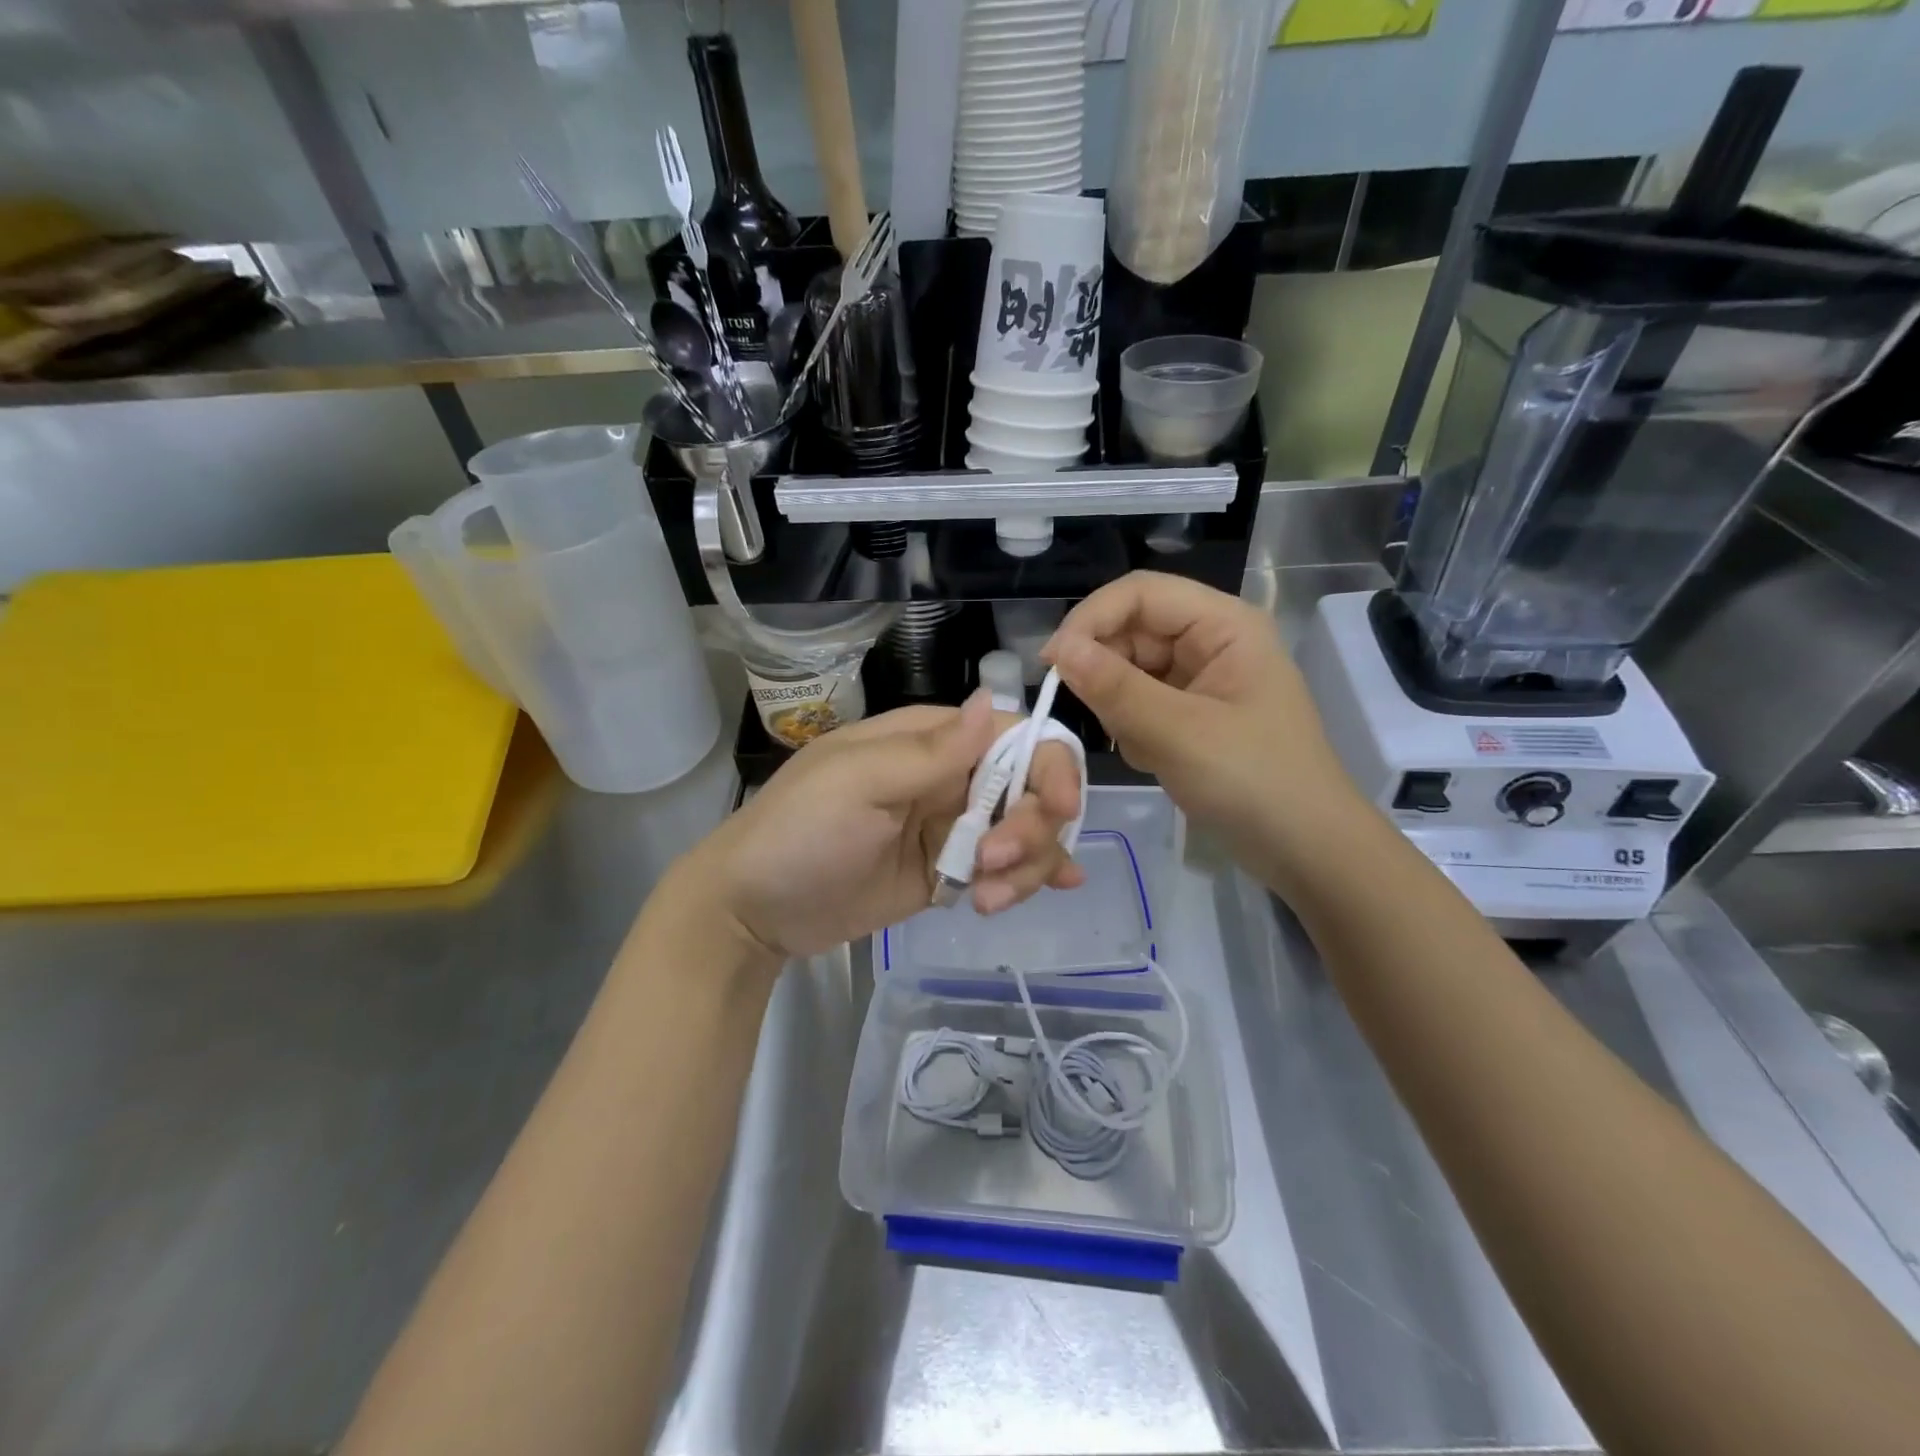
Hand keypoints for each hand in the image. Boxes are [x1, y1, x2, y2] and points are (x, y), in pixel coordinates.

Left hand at [682, 692, 1084, 961]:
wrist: (754, 910)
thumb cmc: (799, 832)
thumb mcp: (858, 784)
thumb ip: (930, 751)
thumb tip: (992, 700)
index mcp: (930, 741)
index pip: (1013, 737)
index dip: (1049, 766)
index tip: (1057, 808)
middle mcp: (949, 778)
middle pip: (1029, 789)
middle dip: (1031, 828)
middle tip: (993, 864)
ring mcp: (950, 828)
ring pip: (1024, 833)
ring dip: (1028, 864)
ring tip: (987, 900)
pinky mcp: (948, 872)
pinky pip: (1004, 869)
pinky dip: (1032, 877)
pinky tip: (1059, 888)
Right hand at [1043, 571, 1361, 873]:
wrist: (1305, 851)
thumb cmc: (1254, 783)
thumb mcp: (1179, 733)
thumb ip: (1115, 688)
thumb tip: (1057, 649)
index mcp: (1223, 625)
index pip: (1140, 593)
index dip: (1091, 618)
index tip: (1051, 663)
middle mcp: (1211, 641)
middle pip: (1132, 630)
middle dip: (1106, 671)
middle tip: (1095, 717)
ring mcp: (1201, 679)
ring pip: (1130, 670)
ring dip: (1120, 707)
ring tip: (1143, 746)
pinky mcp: (1192, 714)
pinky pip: (1140, 703)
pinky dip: (1133, 728)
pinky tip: (1154, 759)